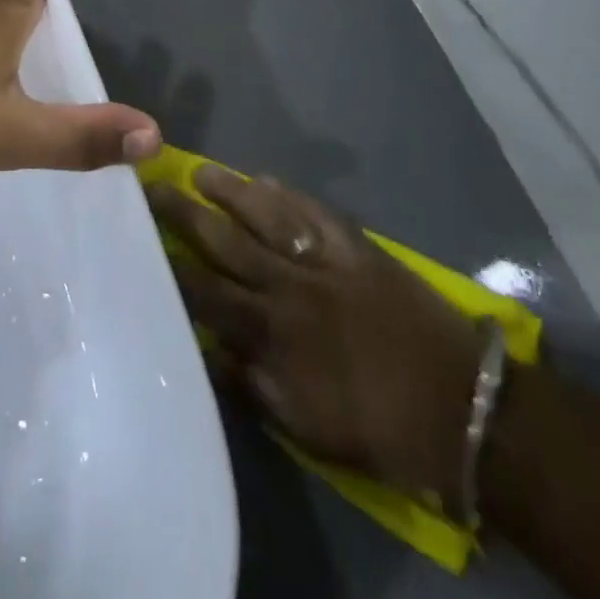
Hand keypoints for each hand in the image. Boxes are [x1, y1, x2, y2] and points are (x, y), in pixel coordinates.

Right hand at [149, 168, 482, 502]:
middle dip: (184, 214)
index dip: (169, 264)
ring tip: (200, 171)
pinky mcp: (358, 248)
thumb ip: (249, 385)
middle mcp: (288, 287)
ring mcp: (324, 262)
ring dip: (230, 192)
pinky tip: (268, 180)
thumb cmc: (377, 427)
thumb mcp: (304, 426)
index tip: (139, 237)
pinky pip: (314, 212)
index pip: (204, 291)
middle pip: (225, 241)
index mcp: (271, 333)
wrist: (460, 408)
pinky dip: (289, 195)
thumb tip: (205, 348)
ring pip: (265, 216)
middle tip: (153, 186)